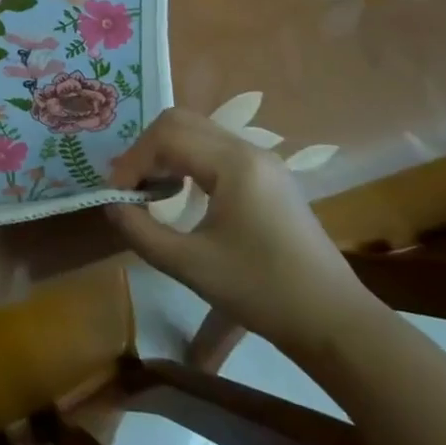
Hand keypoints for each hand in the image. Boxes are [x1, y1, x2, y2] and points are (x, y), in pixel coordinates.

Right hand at [107, 108, 374, 357]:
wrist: (334, 322)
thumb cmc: (262, 291)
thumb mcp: (190, 265)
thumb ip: (140, 231)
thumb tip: (111, 204)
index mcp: (234, 164)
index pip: (166, 137)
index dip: (133, 162)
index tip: (116, 196)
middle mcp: (249, 150)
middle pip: (181, 121)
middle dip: (146, 149)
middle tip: (130, 186)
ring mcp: (263, 161)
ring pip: (198, 132)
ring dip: (166, 153)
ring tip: (149, 190)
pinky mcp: (269, 177)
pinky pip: (216, 150)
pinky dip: (188, 160)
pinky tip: (180, 193)